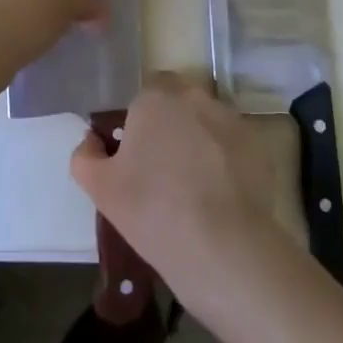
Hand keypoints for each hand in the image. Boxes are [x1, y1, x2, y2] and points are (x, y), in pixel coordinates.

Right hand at [71, 73, 289, 308]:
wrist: (221, 245)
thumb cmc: (152, 210)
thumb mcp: (101, 189)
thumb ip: (85, 156)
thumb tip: (91, 141)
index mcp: (154, 98)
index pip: (144, 96)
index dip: (140, 124)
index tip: (138, 159)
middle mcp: (194, 96)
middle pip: (178, 103)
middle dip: (171, 126)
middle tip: (164, 171)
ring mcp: (229, 118)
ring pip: (207, 121)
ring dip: (200, 140)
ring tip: (195, 187)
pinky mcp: (256, 143)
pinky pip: (232, 144)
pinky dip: (226, 161)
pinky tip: (220, 195)